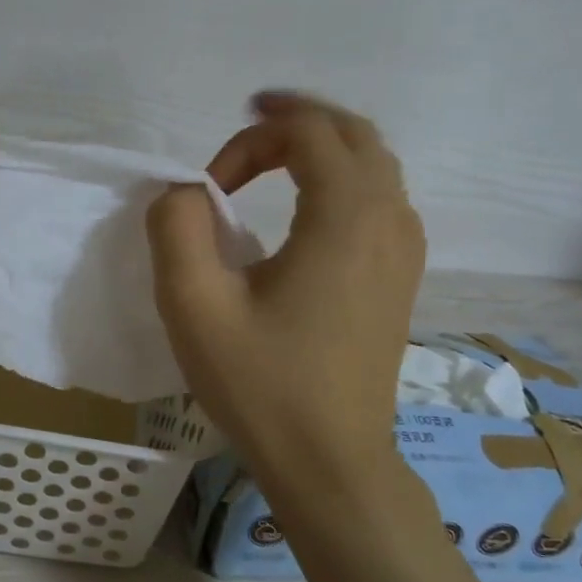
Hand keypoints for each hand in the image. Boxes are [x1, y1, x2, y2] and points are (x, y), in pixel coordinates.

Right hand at [147, 92, 424, 492]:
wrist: (332, 462)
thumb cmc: (263, 384)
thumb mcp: (193, 305)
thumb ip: (176, 227)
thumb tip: (186, 192)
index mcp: (345, 217)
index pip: (306, 133)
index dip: (249, 141)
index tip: (208, 189)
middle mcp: (389, 219)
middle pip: (353, 133)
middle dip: (297, 119)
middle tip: (249, 119)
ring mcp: (405, 249)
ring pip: (375, 162)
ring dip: (323, 144)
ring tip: (275, 152)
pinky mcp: (402, 276)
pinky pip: (382, 197)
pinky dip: (345, 176)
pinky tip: (309, 203)